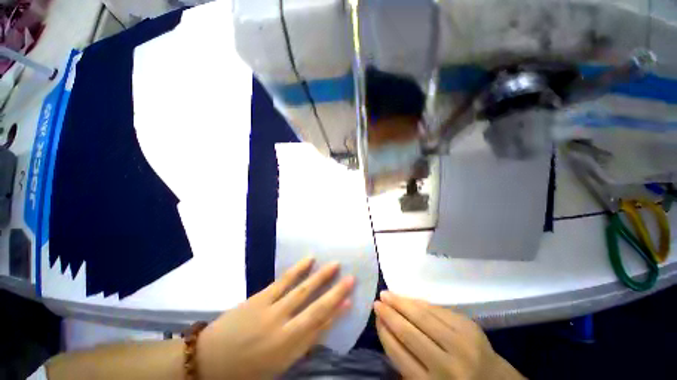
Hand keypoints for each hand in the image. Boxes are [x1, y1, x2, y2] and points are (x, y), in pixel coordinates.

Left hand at [197, 257, 353, 379]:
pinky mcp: (260, 297)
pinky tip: (309, 259)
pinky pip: (284, 280)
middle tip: (351, 277)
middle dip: (335, 291)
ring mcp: (270, 310)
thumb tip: (324, 323)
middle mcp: (283, 329)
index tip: (351, 299)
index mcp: (288, 350)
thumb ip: (302, 344)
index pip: (320, 328)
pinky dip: (299, 268)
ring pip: (302, 289)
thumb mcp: (278, 365)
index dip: (338, 313)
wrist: (208, 359)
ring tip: (335, 263)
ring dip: (321, 276)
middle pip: (315, 307)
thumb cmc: (247, 368)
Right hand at [374, 291, 523, 379]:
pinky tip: (409, 298)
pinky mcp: (470, 327)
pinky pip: (438, 310)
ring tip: (387, 294)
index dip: (384, 333)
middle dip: (389, 314)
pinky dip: (420, 303)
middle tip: (377, 302)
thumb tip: (386, 331)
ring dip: (402, 303)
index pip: (399, 354)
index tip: (376, 318)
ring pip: (423, 316)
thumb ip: (406, 366)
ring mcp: (462, 344)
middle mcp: (447, 366)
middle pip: (409, 332)